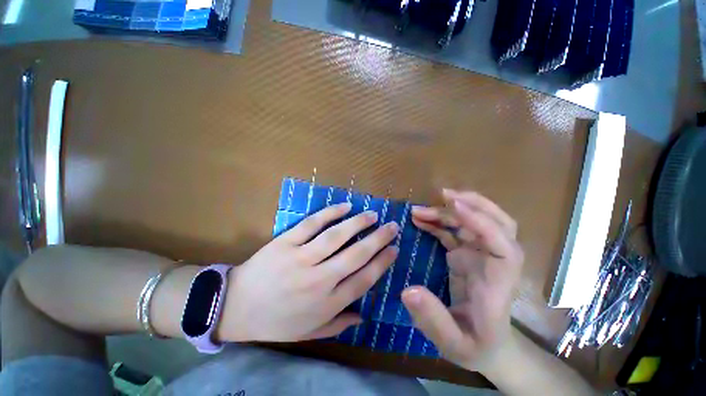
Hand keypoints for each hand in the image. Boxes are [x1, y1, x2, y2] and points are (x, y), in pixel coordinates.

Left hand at [220, 203, 399, 341]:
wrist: (235, 307)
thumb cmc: (275, 322)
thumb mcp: (308, 332)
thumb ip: (338, 324)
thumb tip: (363, 315)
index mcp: (327, 303)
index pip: (364, 279)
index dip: (382, 262)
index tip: (395, 249)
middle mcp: (319, 280)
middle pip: (356, 255)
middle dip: (378, 239)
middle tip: (392, 226)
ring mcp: (301, 258)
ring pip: (336, 236)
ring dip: (358, 223)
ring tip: (373, 214)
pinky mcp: (285, 243)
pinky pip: (311, 224)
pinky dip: (329, 213)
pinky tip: (344, 206)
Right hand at [401, 189, 523, 371]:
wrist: (486, 347)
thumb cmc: (475, 346)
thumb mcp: (452, 343)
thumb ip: (433, 320)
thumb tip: (408, 290)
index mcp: (498, 281)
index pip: (502, 243)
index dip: (481, 220)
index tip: (453, 205)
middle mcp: (494, 261)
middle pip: (498, 222)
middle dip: (473, 204)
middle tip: (443, 195)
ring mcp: (480, 256)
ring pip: (473, 222)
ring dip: (447, 212)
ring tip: (418, 211)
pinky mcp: (467, 255)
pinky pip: (455, 232)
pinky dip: (439, 222)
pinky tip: (421, 221)